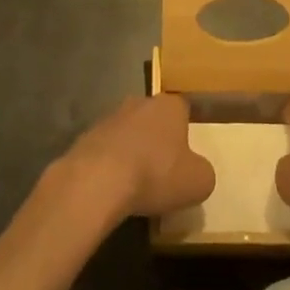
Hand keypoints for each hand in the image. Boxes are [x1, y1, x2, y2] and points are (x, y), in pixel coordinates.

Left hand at [57, 95, 214, 223]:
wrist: (98, 179)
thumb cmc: (156, 174)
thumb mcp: (198, 182)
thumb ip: (203, 172)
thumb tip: (197, 172)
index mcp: (169, 105)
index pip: (183, 109)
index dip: (186, 131)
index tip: (186, 155)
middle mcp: (139, 102)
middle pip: (154, 118)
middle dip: (157, 139)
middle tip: (162, 169)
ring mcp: (109, 117)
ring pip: (128, 132)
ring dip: (132, 151)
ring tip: (136, 183)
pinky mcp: (86, 137)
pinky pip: (106, 150)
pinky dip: (111, 164)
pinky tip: (113, 188)